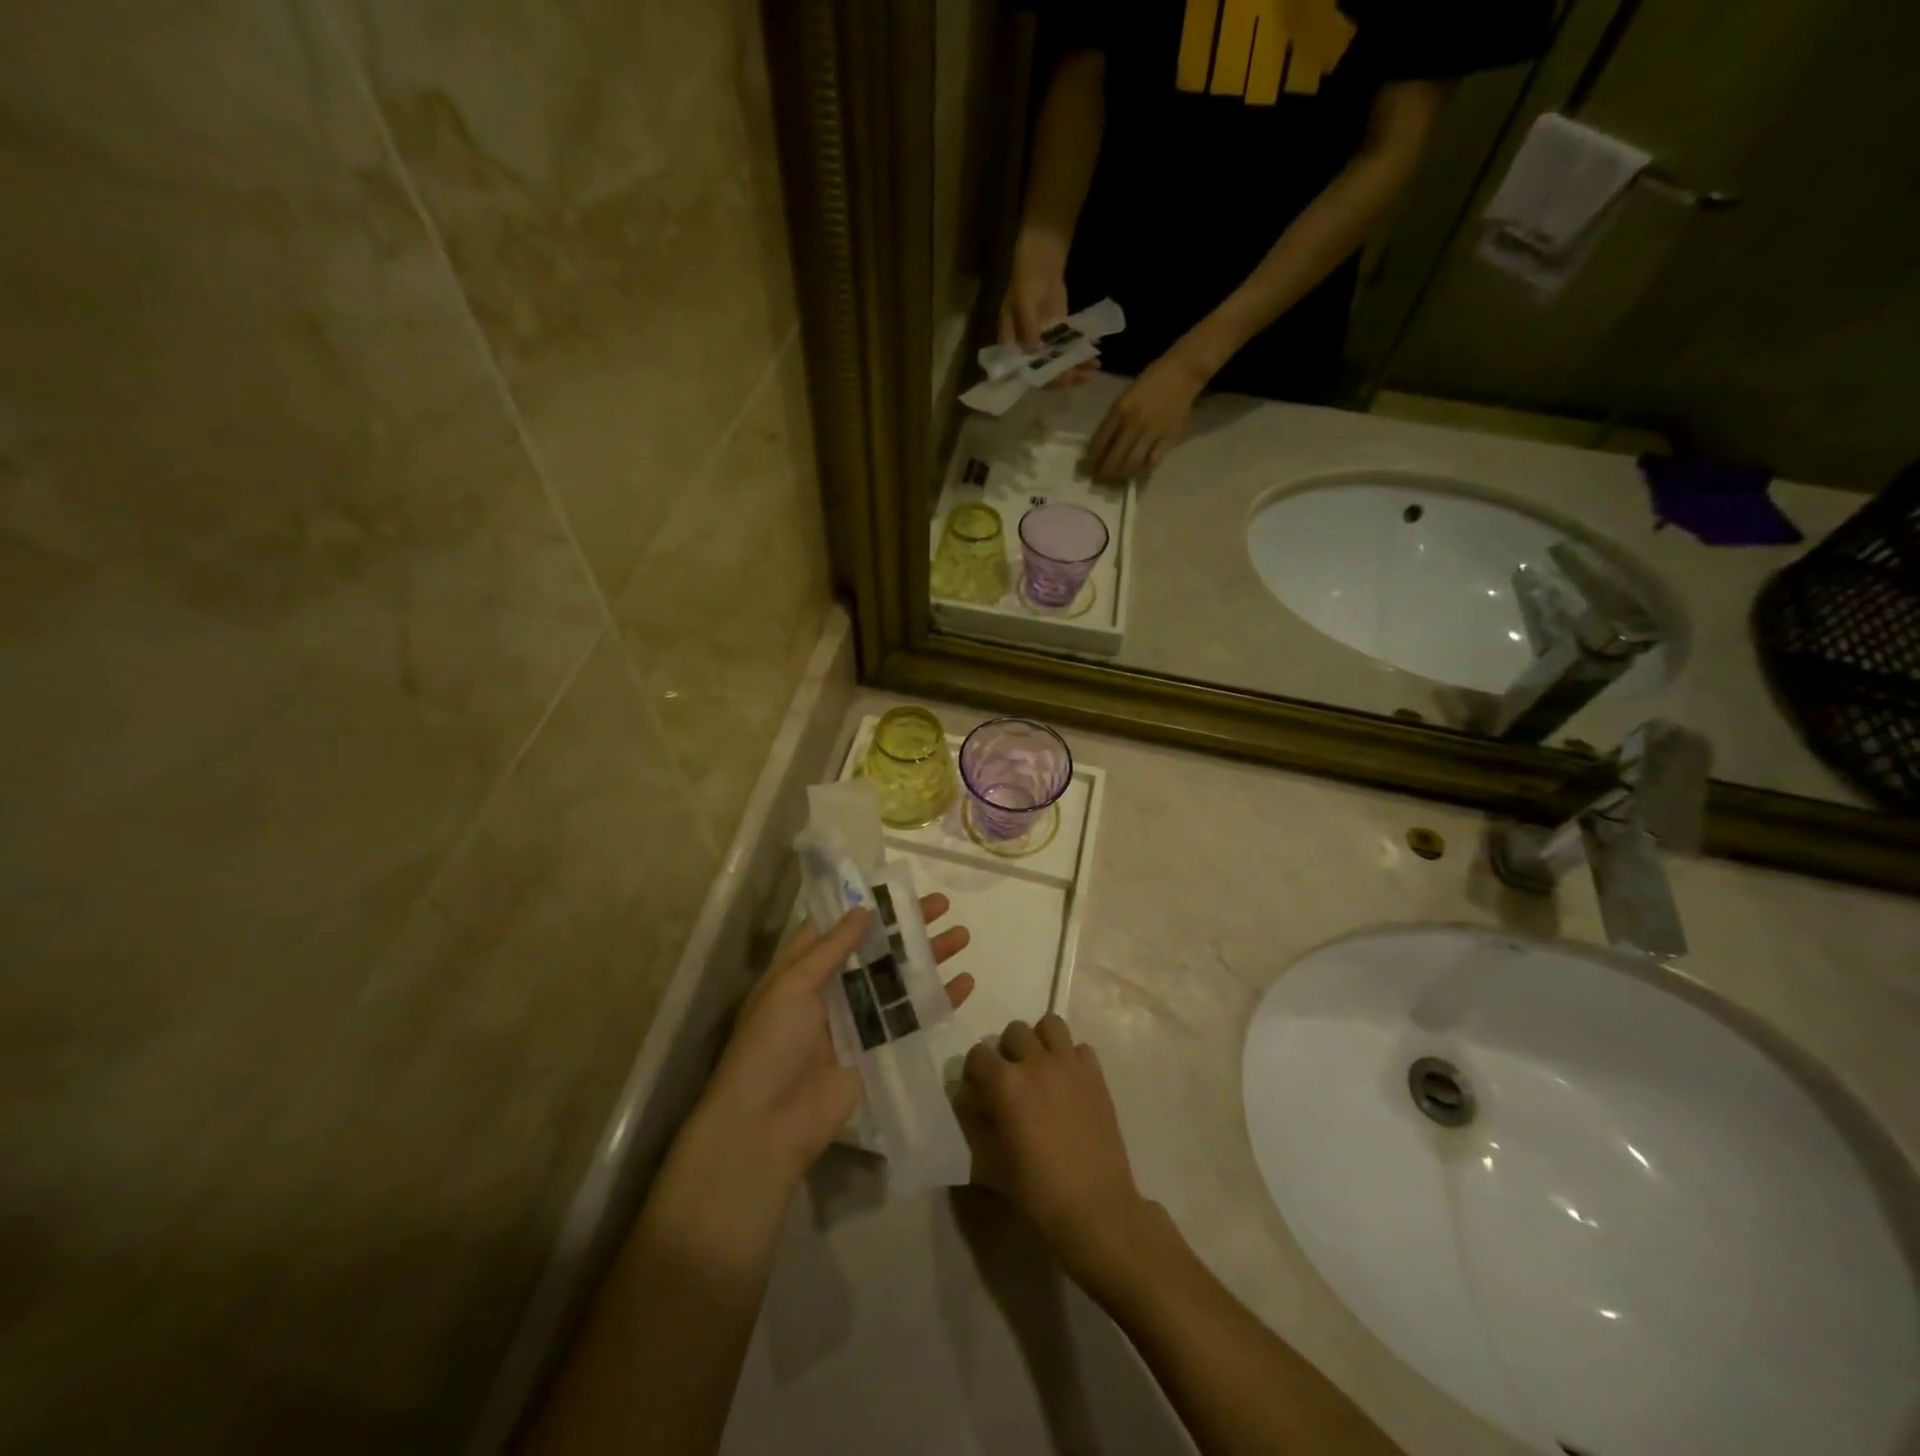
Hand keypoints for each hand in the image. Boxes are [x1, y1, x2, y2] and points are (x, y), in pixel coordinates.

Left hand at [697, 897, 973, 1191]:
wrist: (766, 1126)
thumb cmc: (770, 1044)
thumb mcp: (792, 985)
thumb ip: (831, 948)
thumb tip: (863, 909)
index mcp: (803, 969)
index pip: (837, 927)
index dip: (865, 906)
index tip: (897, 886)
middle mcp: (831, 989)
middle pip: (875, 949)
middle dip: (907, 926)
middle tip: (942, 905)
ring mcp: (857, 1020)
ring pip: (899, 978)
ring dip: (929, 957)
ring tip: (962, 935)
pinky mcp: (877, 1049)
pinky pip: (911, 1018)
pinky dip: (937, 1000)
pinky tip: (964, 983)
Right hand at [957, 1014, 1154, 1283]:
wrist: (1096, 1208)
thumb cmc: (1038, 1192)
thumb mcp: (993, 1162)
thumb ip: (978, 1121)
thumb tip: (973, 1098)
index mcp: (1006, 1084)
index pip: (978, 1054)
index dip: (975, 1071)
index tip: (979, 1090)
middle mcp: (1037, 1063)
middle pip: (1014, 1031)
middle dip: (1006, 1051)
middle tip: (1011, 1079)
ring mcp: (1070, 1065)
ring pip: (1049, 1025)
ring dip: (1040, 1041)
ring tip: (1040, 1069)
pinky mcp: (1096, 1074)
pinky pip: (1080, 1047)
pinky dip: (1070, 1057)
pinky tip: (1068, 1083)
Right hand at [1000, 229, 1098, 387]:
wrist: (1040, 262)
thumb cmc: (1025, 278)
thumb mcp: (1023, 299)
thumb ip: (1027, 325)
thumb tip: (1033, 349)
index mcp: (1012, 346)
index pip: (1025, 371)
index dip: (1042, 378)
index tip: (1060, 377)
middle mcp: (1027, 352)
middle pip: (1045, 373)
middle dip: (1064, 376)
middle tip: (1082, 375)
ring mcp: (1044, 345)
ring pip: (1059, 366)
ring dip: (1076, 369)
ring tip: (1093, 367)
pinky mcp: (1059, 337)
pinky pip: (1069, 352)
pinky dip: (1080, 357)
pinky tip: (1094, 357)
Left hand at [1085, 348, 1209, 481]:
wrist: (1183, 372)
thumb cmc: (1151, 381)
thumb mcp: (1126, 396)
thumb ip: (1115, 419)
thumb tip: (1103, 443)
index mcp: (1120, 410)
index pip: (1101, 441)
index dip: (1093, 457)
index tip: (1088, 466)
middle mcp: (1134, 423)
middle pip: (1115, 456)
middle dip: (1105, 471)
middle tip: (1100, 477)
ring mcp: (1153, 432)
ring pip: (1132, 462)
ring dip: (1122, 473)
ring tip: (1117, 477)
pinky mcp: (1169, 437)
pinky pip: (1153, 460)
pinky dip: (1144, 467)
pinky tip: (1139, 469)